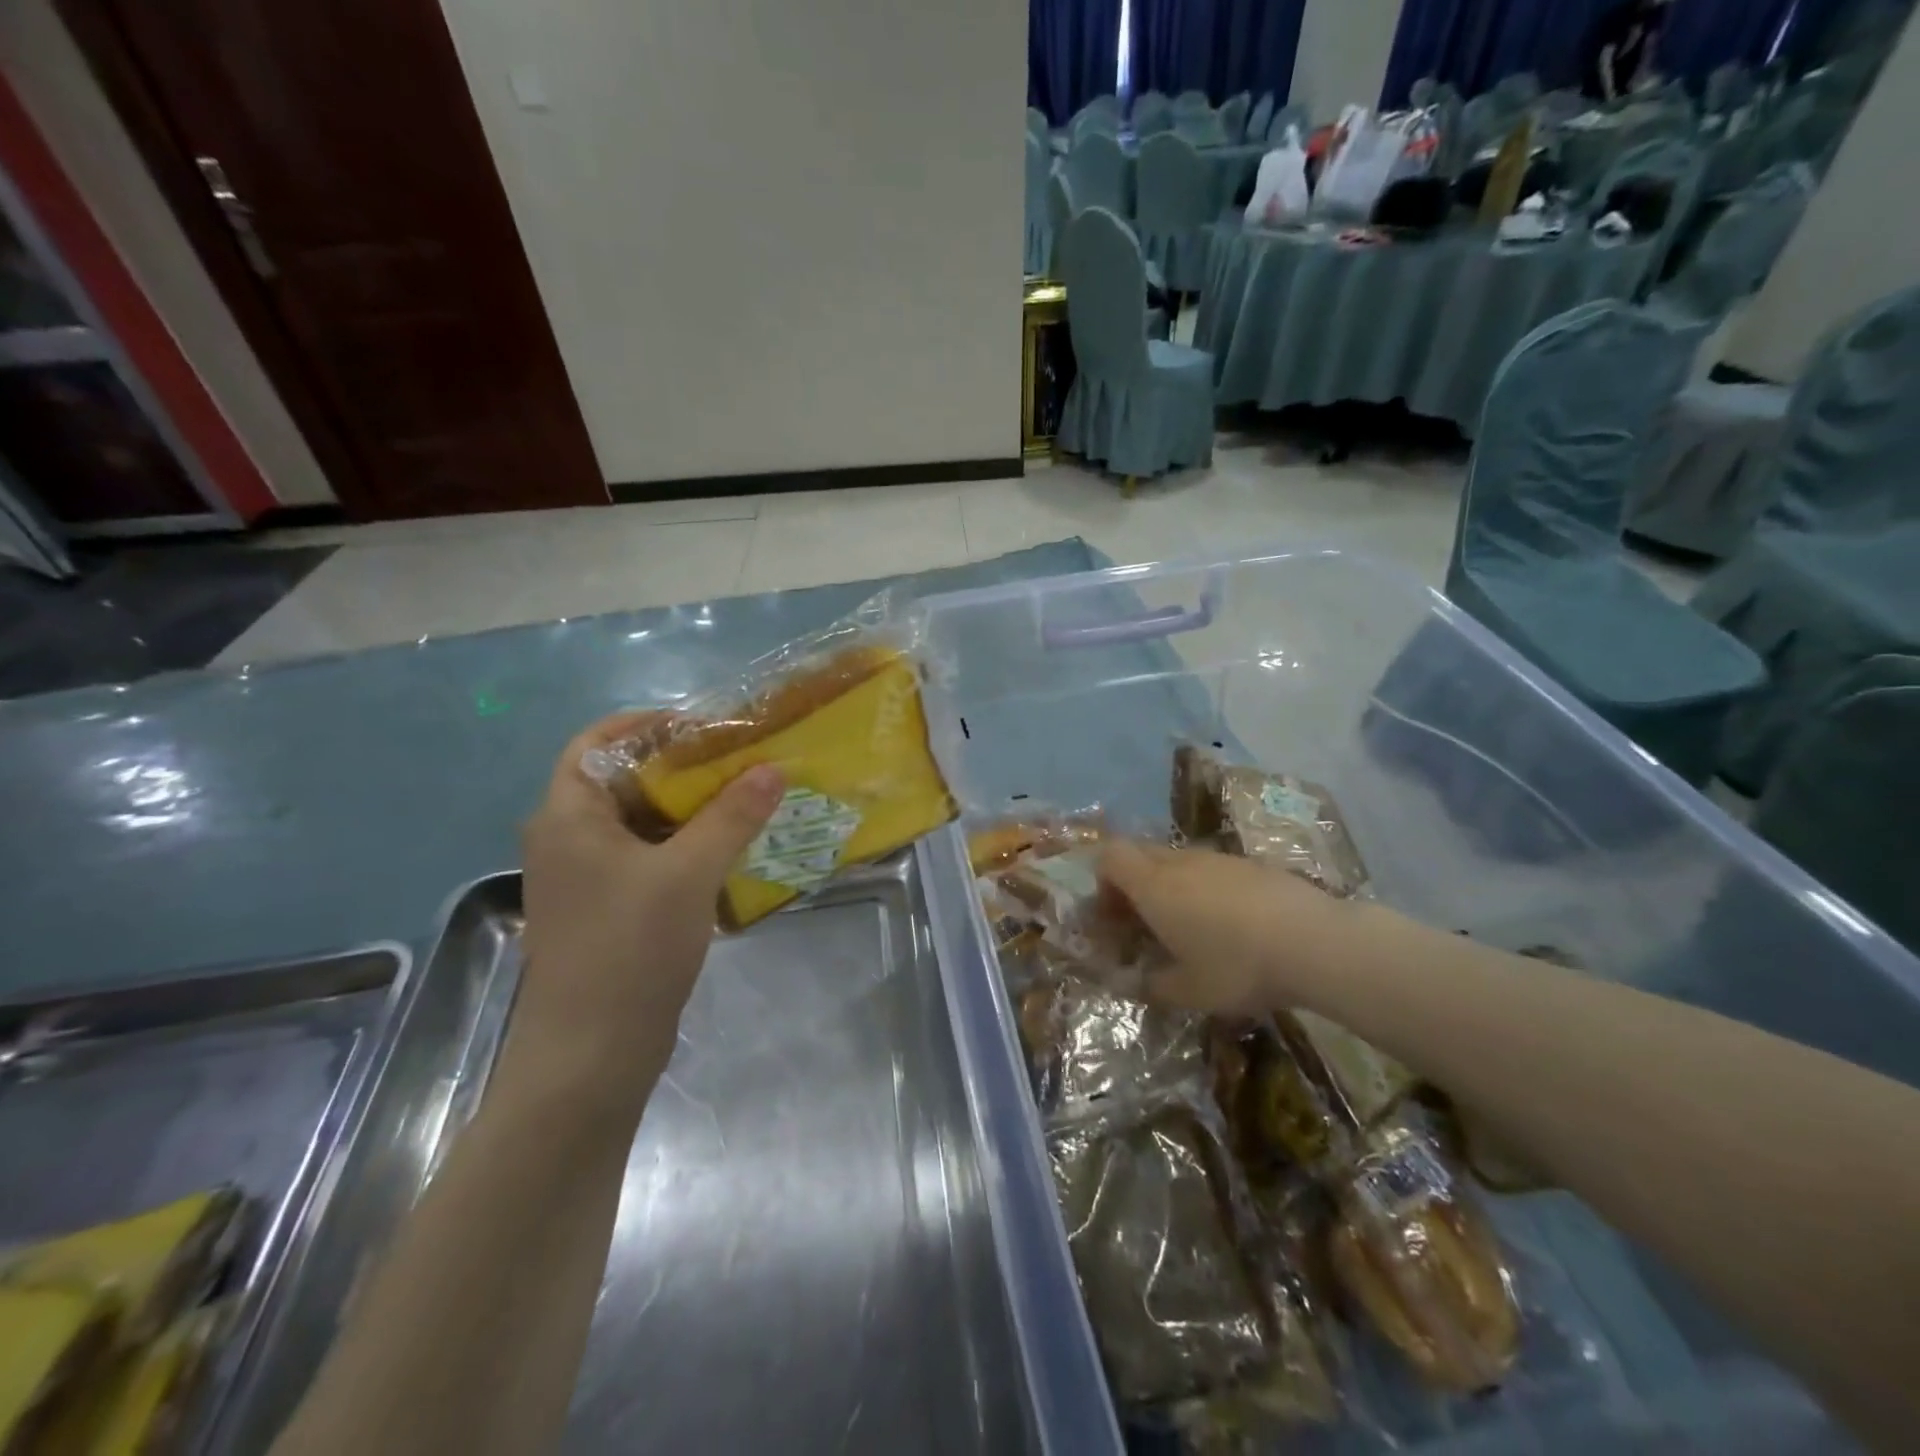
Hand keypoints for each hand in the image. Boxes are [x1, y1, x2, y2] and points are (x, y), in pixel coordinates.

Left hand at [516, 713, 783, 1105]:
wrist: (592, 1055)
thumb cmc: (629, 948)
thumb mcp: (688, 873)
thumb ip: (732, 816)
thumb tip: (772, 768)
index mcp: (567, 816)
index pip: (597, 742)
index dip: (648, 724)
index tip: (705, 725)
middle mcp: (568, 838)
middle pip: (624, 780)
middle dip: (682, 766)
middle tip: (740, 761)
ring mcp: (586, 877)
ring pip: (641, 822)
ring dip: (690, 809)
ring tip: (746, 799)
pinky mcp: (607, 909)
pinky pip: (648, 857)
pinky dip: (685, 845)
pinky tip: (729, 850)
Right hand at [1098, 841, 1333, 1014]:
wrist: (1315, 942)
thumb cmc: (1237, 966)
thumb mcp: (1189, 991)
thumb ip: (1153, 985)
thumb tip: (1137, 983)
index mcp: (1153, 886)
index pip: (1109, 857)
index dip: (1102, 883)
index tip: (1114, 917)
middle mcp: (1180, 863)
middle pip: (1140, 855)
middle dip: (1132, 885)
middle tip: (1144, 924)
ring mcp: (1218, 859)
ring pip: (1178, 862)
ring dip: (1170, 887)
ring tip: (1189, 928)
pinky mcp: (1251, 865)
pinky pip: (1212, 869)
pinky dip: (1206, 889)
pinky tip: (1230, 925)